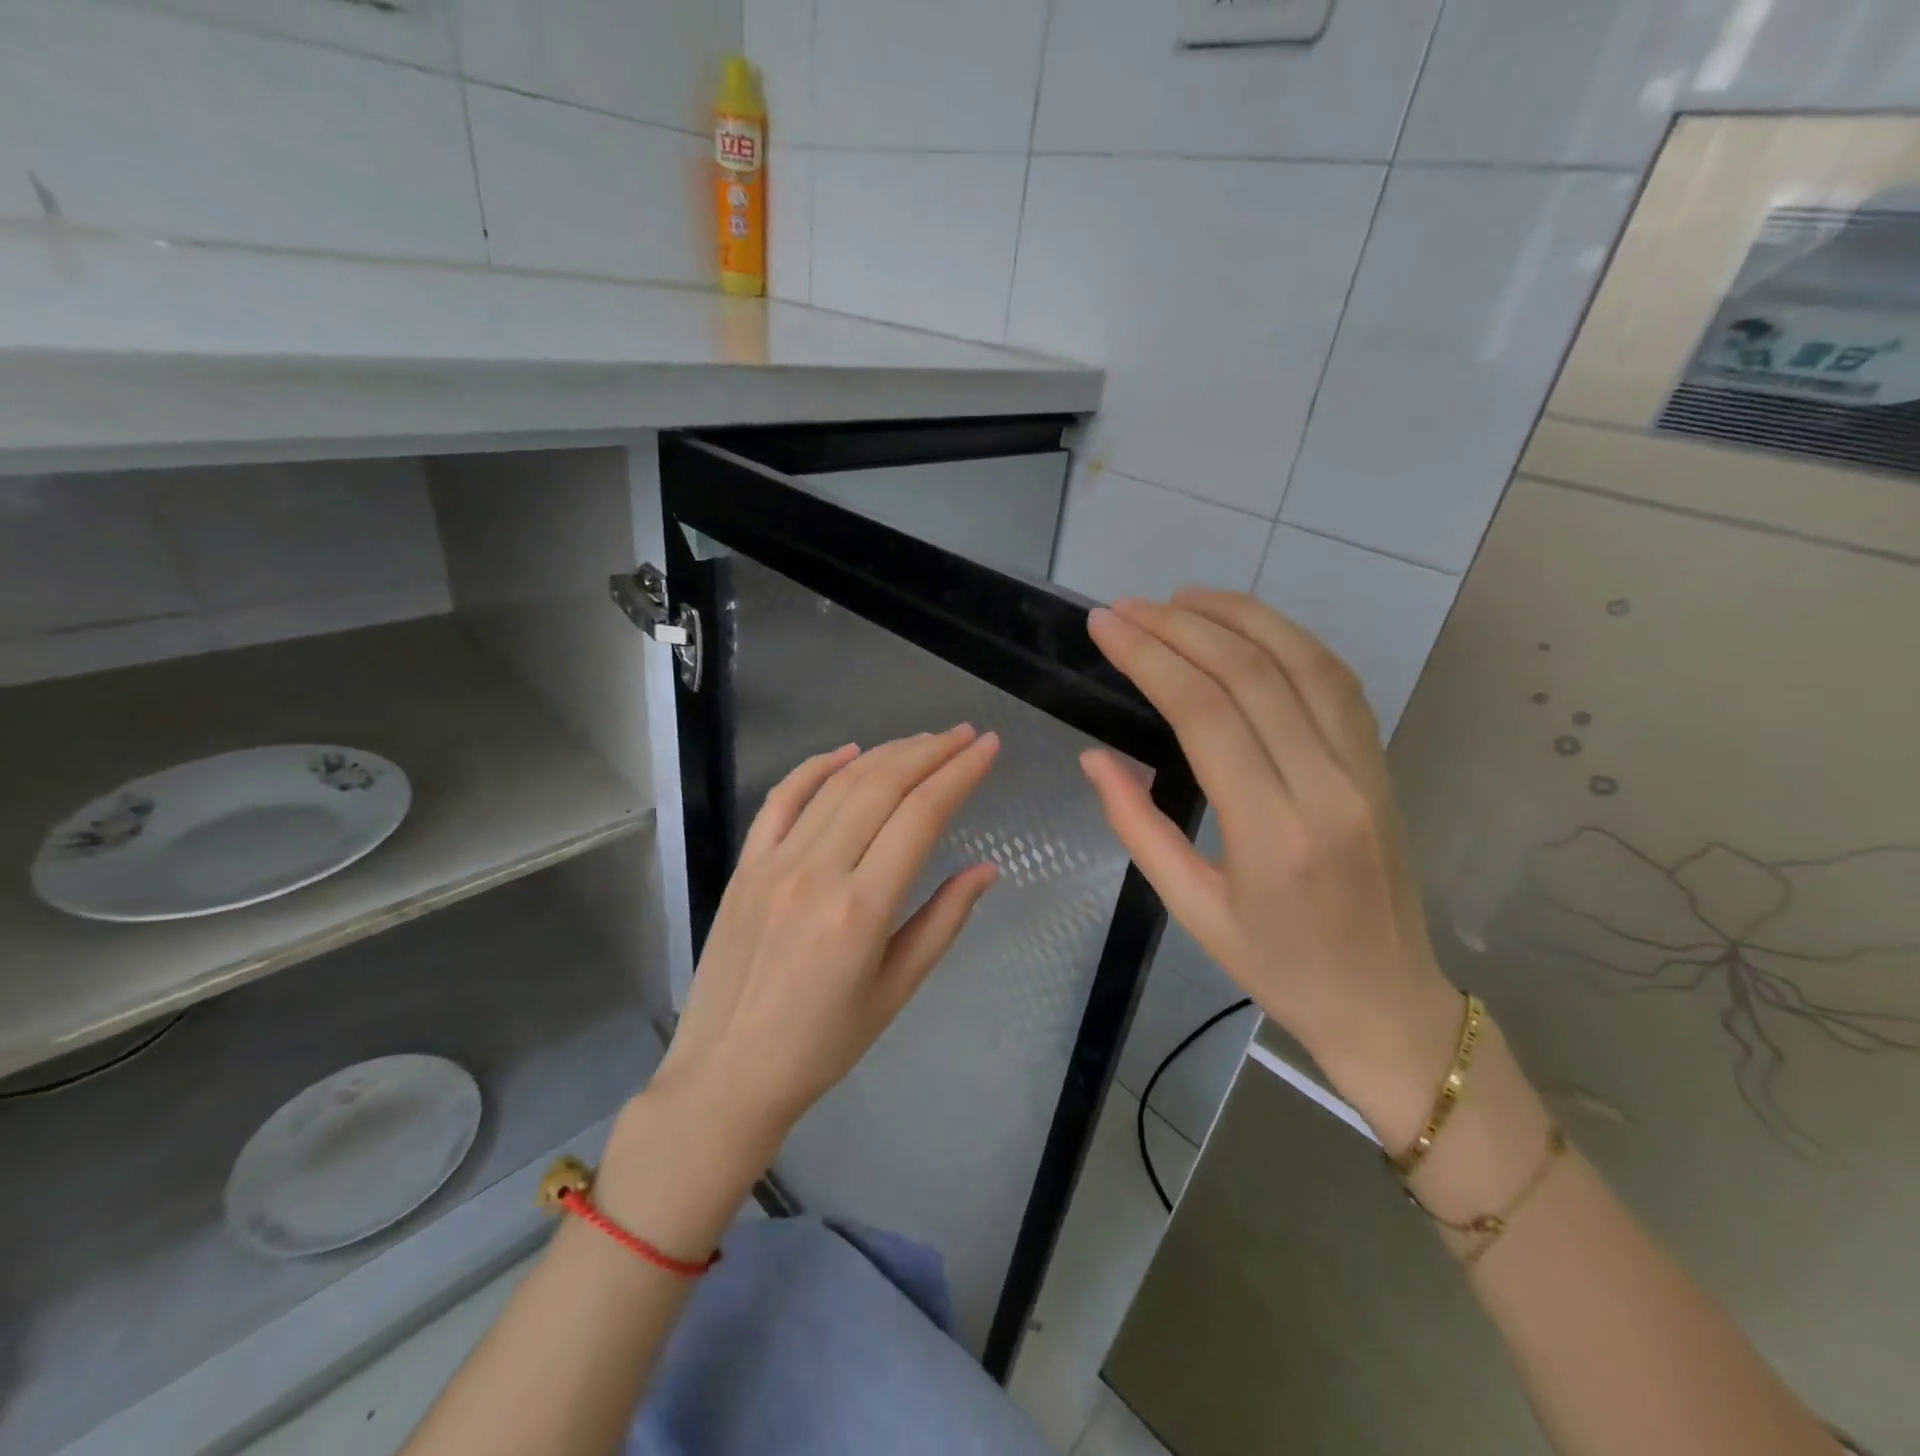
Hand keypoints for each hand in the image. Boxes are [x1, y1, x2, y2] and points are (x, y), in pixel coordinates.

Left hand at [623, 727, 999, 1204]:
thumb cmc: (822, 1045)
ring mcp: (774, 863)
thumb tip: (985, 869)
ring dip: (887, 753)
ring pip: (839, 784)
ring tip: (924, 740)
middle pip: (883, 786)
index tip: (988, 747)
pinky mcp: (745, 865)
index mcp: (861, 909)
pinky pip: (783, 799)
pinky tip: (850, 752)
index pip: (922, 815)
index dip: (960, 773)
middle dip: (931, 751)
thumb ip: (943, 921)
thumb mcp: (896, 991)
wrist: (727, 1074)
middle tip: (964, 735)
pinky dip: (818, 767)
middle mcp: (818, 872)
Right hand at [1081, 589, 1462, 1147]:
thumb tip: (1094, 758)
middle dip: (1180, 627)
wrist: (1389, 1005)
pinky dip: (1289, 639)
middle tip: (1127, 607)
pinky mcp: (1381, 764)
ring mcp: (1364, 770)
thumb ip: (1138, 827)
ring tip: (1182, 596)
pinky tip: (1248, 625)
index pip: (1205, 713)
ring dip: (1240, 615)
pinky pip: (1337, 681)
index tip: (1106, 626)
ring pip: (1303, 662)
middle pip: (1250, 674)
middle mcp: (1326, 787)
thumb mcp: (1192, 910)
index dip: (1150, 657)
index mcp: (1271, 833)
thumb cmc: (1279, 969)